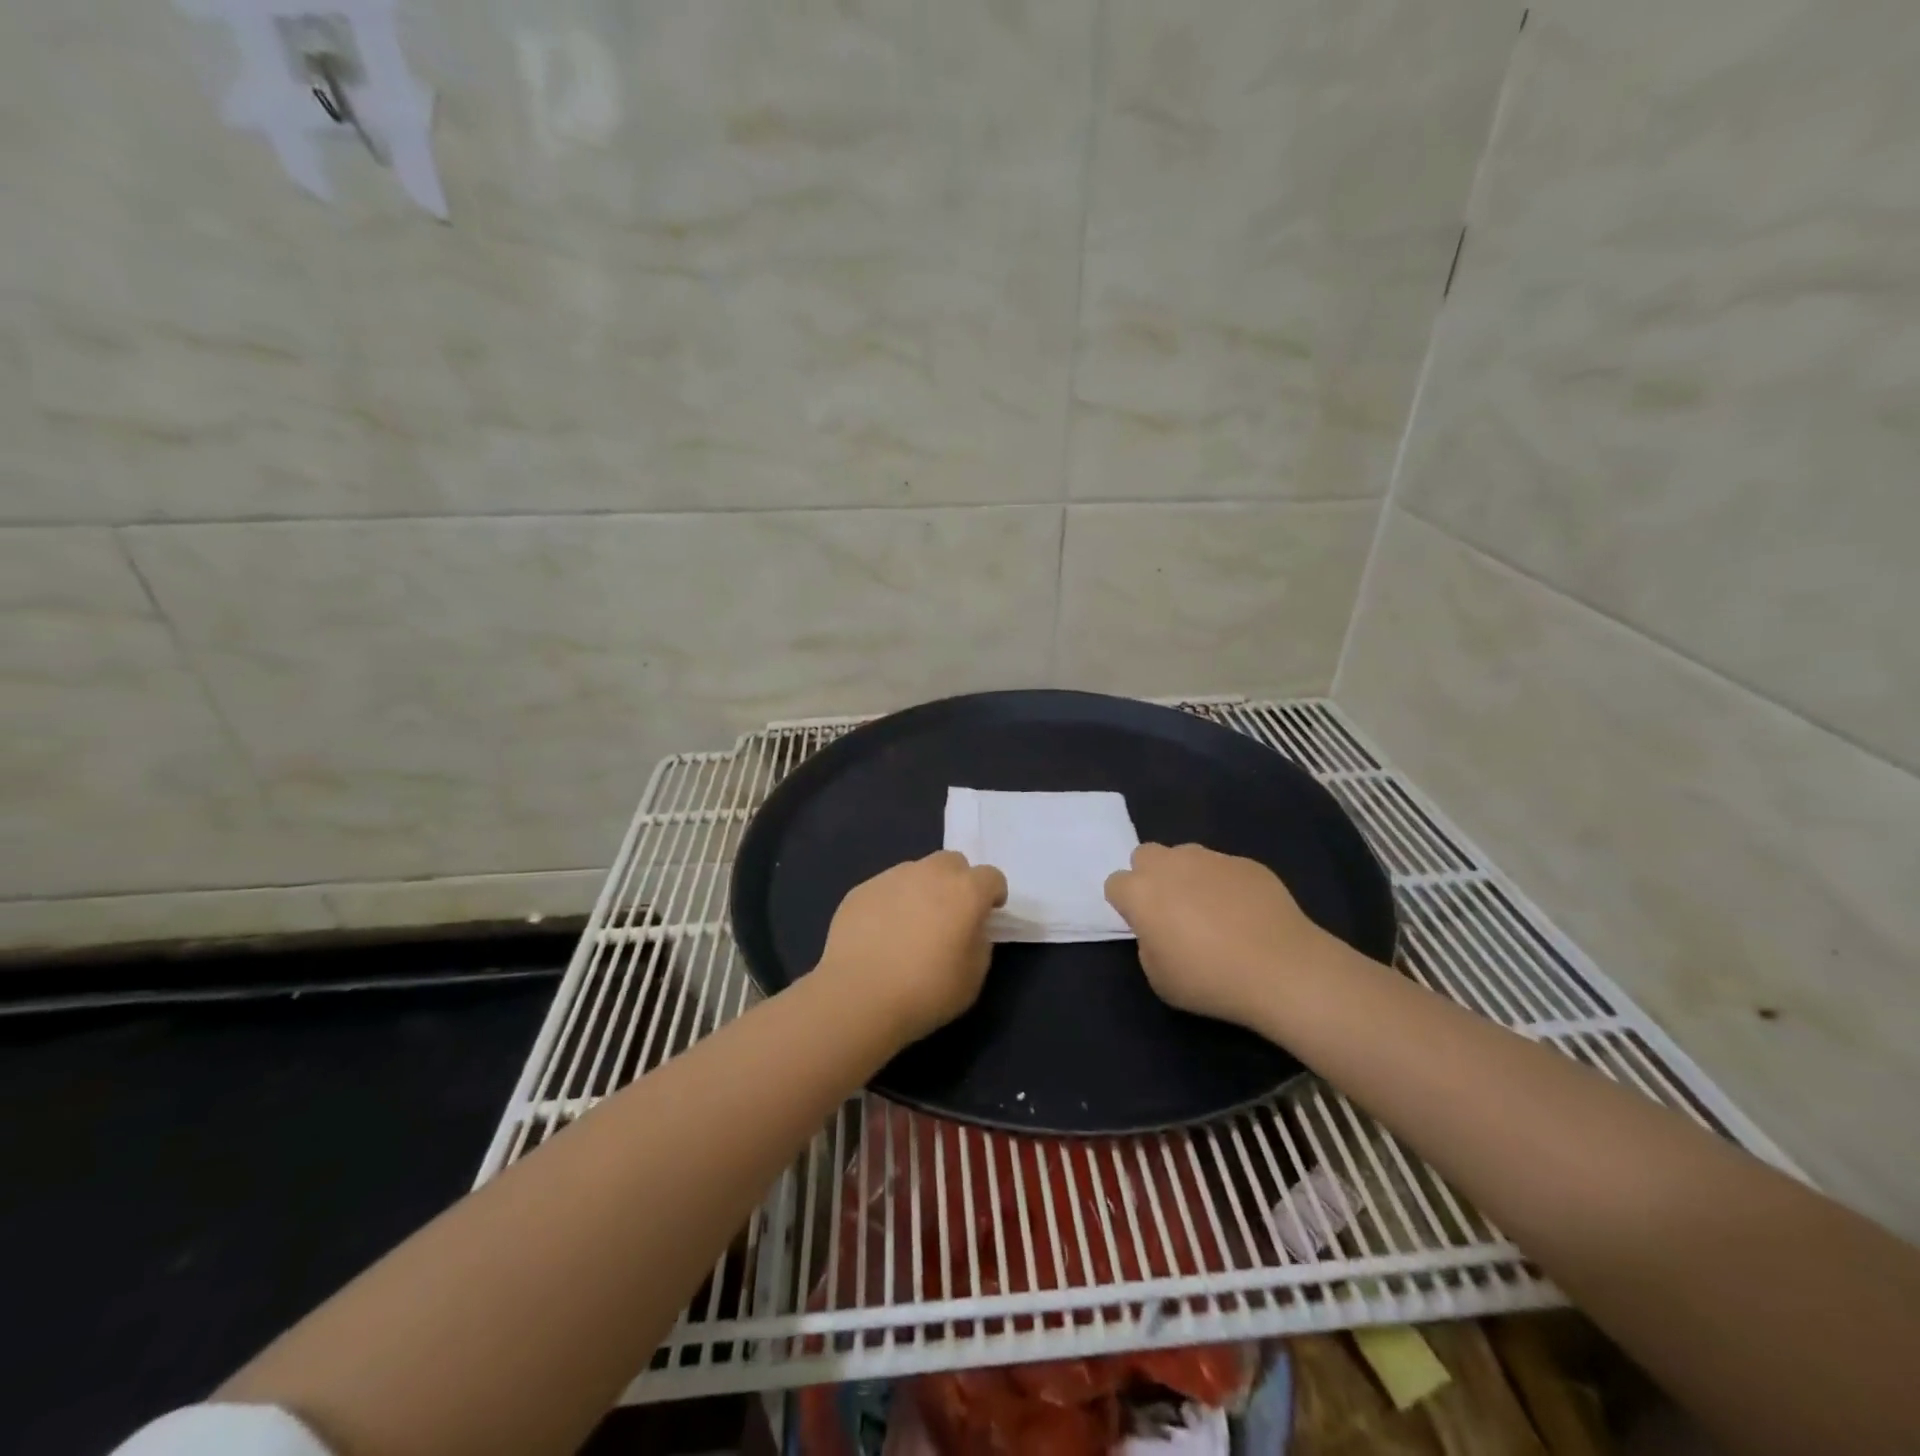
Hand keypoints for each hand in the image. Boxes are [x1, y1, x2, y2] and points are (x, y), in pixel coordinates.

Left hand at [816, 851, 1007, 1043]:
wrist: (859, 996)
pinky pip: (886, 889)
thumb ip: (979, 942)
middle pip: (953, 863)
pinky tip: (881, 934)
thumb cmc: (926, 991)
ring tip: (910, 927)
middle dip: (957, 882)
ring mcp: (892, 877)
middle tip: (950, 916)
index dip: (992, 895)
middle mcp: (930, 873)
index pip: (991, 876)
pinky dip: (891, 903)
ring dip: (922, 890)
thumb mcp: (973, 977)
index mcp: (965, 891)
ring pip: (917, 872)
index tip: (987, 916)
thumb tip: (970, 929)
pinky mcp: (861, 889)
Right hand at [1104, 843, 1331, 1026]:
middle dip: (1151, 876)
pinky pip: (1224, 868)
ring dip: (1187, 876)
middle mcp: (1170, 865)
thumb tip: (1160, 931)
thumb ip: (1148, 945)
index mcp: (1141, 893)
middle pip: (1145, 855)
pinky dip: (1225, 884)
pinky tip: (1245, 914)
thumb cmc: (1210, 980)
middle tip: (1171, 910)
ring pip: (1185, 856)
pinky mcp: (1246, 863)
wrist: (1281, 969)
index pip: (1115, 884)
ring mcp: (1211, 859)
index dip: (1126, 905)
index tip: (1143, 927)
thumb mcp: (1159, 978)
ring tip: (1211, 910)